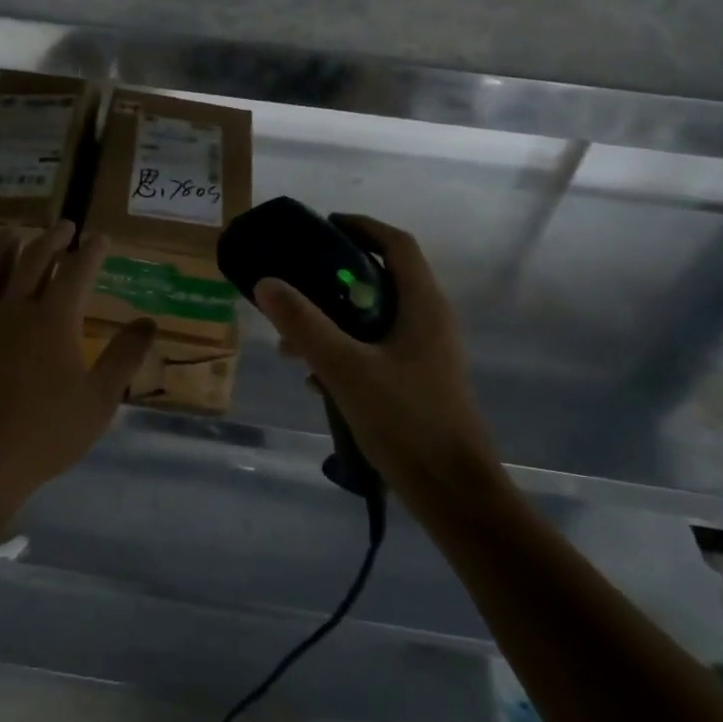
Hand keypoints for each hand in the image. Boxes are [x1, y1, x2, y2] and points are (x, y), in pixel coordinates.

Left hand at [0, 221, 156, 519]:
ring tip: (14, 231)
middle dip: (52, 240)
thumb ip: (124, 358)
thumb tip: (150, 322)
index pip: (77, 271)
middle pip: (34, 261)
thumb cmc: (43, 434)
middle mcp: (16, 309)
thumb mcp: (98, 401)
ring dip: (5, 246)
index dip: (91, 251)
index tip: (100, 238)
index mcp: (54, 319)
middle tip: (64, 226)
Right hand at [253, 214, 501, 496]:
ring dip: (334, 319)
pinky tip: (313, 378)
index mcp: (422, 306)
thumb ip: (304, 324)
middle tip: (297, 281)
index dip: (361, 227)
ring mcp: (426, 354)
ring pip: (375, 318)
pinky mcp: (419, 383)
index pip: (397, 244)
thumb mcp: (345, 368)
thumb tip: (266, 282)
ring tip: (292, 341)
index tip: (322, 226)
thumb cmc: (406, 422)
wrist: (455, 495)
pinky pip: (377, 349)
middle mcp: (429, 321)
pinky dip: (345, 349)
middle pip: (383, 278)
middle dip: (335, 277)